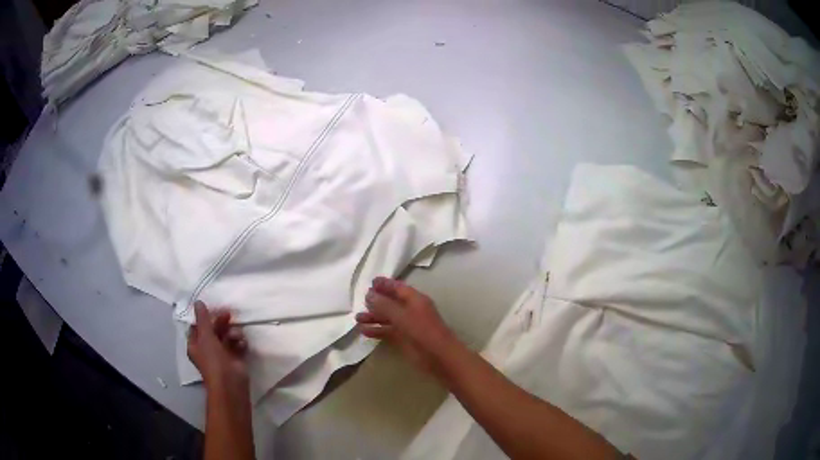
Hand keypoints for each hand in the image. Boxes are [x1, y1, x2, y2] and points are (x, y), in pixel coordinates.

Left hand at [187, 301, 248, 387]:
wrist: (230, 382)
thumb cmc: (213, 359)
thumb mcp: (205, 336)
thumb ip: (203, 318)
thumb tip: (198, 302)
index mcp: (195, 345)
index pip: (197, 327)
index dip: (204, 318)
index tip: (213, 309)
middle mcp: (207, 350)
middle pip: (213, 331)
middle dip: (221, 323)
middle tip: (229, 314)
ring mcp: (222, 355)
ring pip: (226, 337)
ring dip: (232, 333)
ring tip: (237, 335)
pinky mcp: (235, 359)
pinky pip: (237, 346)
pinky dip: (240, 343)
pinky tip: (243, 343)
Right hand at [355, 277, 456, 375]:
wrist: (439, 357)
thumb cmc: (423, 331)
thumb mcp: (402, 316)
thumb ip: (384, 305)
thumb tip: (368, 294)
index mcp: (415, 299)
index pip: (398, 287)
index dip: (385, 284)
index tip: (371, 282)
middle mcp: (411, 310)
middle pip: (392, 302)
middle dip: (377, 301)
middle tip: (361, 300)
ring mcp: (408, 325)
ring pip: (388, 318)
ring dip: (374, 317)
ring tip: (357, 318)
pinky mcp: (404, 339)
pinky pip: (388, 332)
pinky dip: (377, 330)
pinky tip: (363, 331)